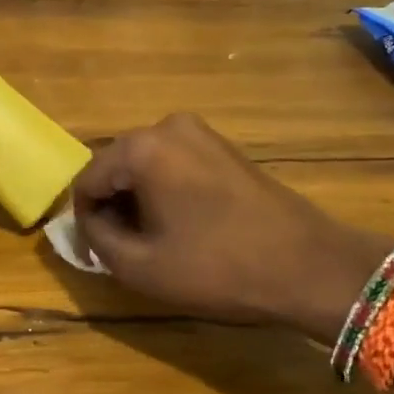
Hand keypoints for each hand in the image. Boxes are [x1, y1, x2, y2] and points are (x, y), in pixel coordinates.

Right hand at [71, 113, 391, 338]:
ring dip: (139, 202)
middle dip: (112, 208)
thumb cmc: (217, 268)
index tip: (96, 255)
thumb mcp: (139, 266)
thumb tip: (85, 223)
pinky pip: (174, 166)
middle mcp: (168, 126)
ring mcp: (202, 133)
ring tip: (154, 242)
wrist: (310, 267)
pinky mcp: (225, 148)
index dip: (84, 221)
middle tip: (123, 250)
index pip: (86, 181)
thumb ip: (95, 239)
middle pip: (115, 168)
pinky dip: (166, 193)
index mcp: (141, 148)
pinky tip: (183, 227)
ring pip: (145, 167)